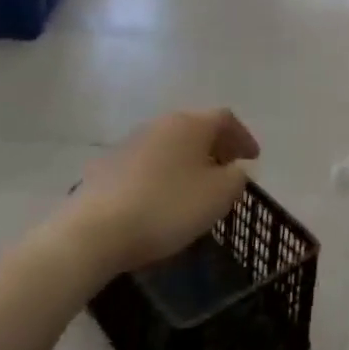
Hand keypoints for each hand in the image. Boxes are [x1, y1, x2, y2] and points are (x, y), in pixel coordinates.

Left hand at [66, 109, 259, 276]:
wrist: (94, 230)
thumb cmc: (167, 208)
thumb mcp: (217, 197)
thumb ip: (236, 178)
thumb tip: (236, 169)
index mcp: (191, 124)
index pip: (226, 119)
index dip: (243, 137)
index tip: (254, 158)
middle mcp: (161, 123)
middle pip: (196, 128)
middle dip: (215, 147)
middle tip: (227, 169)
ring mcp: (131, 142)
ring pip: (170, 144)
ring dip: (187, 160)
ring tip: (196, 186)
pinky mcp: (108, 165)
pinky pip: (147, 163)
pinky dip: (163, 173)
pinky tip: (162, 198)